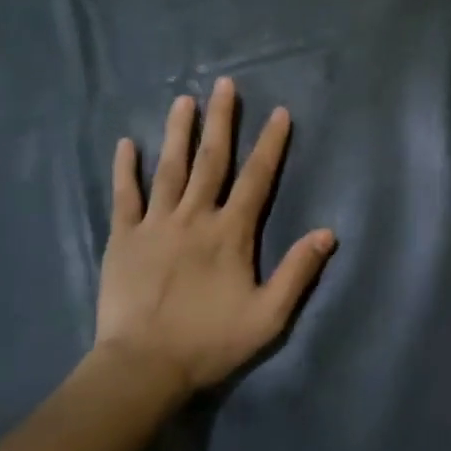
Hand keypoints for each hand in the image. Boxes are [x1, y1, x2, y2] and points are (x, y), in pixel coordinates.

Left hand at [95, 79, 335, 399]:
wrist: (144, 366)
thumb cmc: (210, 342)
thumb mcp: (269, 316)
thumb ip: (298, 272)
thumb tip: (328, 233)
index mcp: (231, 233)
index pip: (257, 179)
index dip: (271, 144)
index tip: (279, 112)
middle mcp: (194, 217)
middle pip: (211, 161)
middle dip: (221, 121)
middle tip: (225, 84)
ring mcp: (155, 224)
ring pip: (169, 168)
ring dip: (178, 132)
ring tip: (184, 99)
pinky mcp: (122, 238)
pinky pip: (125, 196)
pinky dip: (126, 169)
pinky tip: (127, 144)